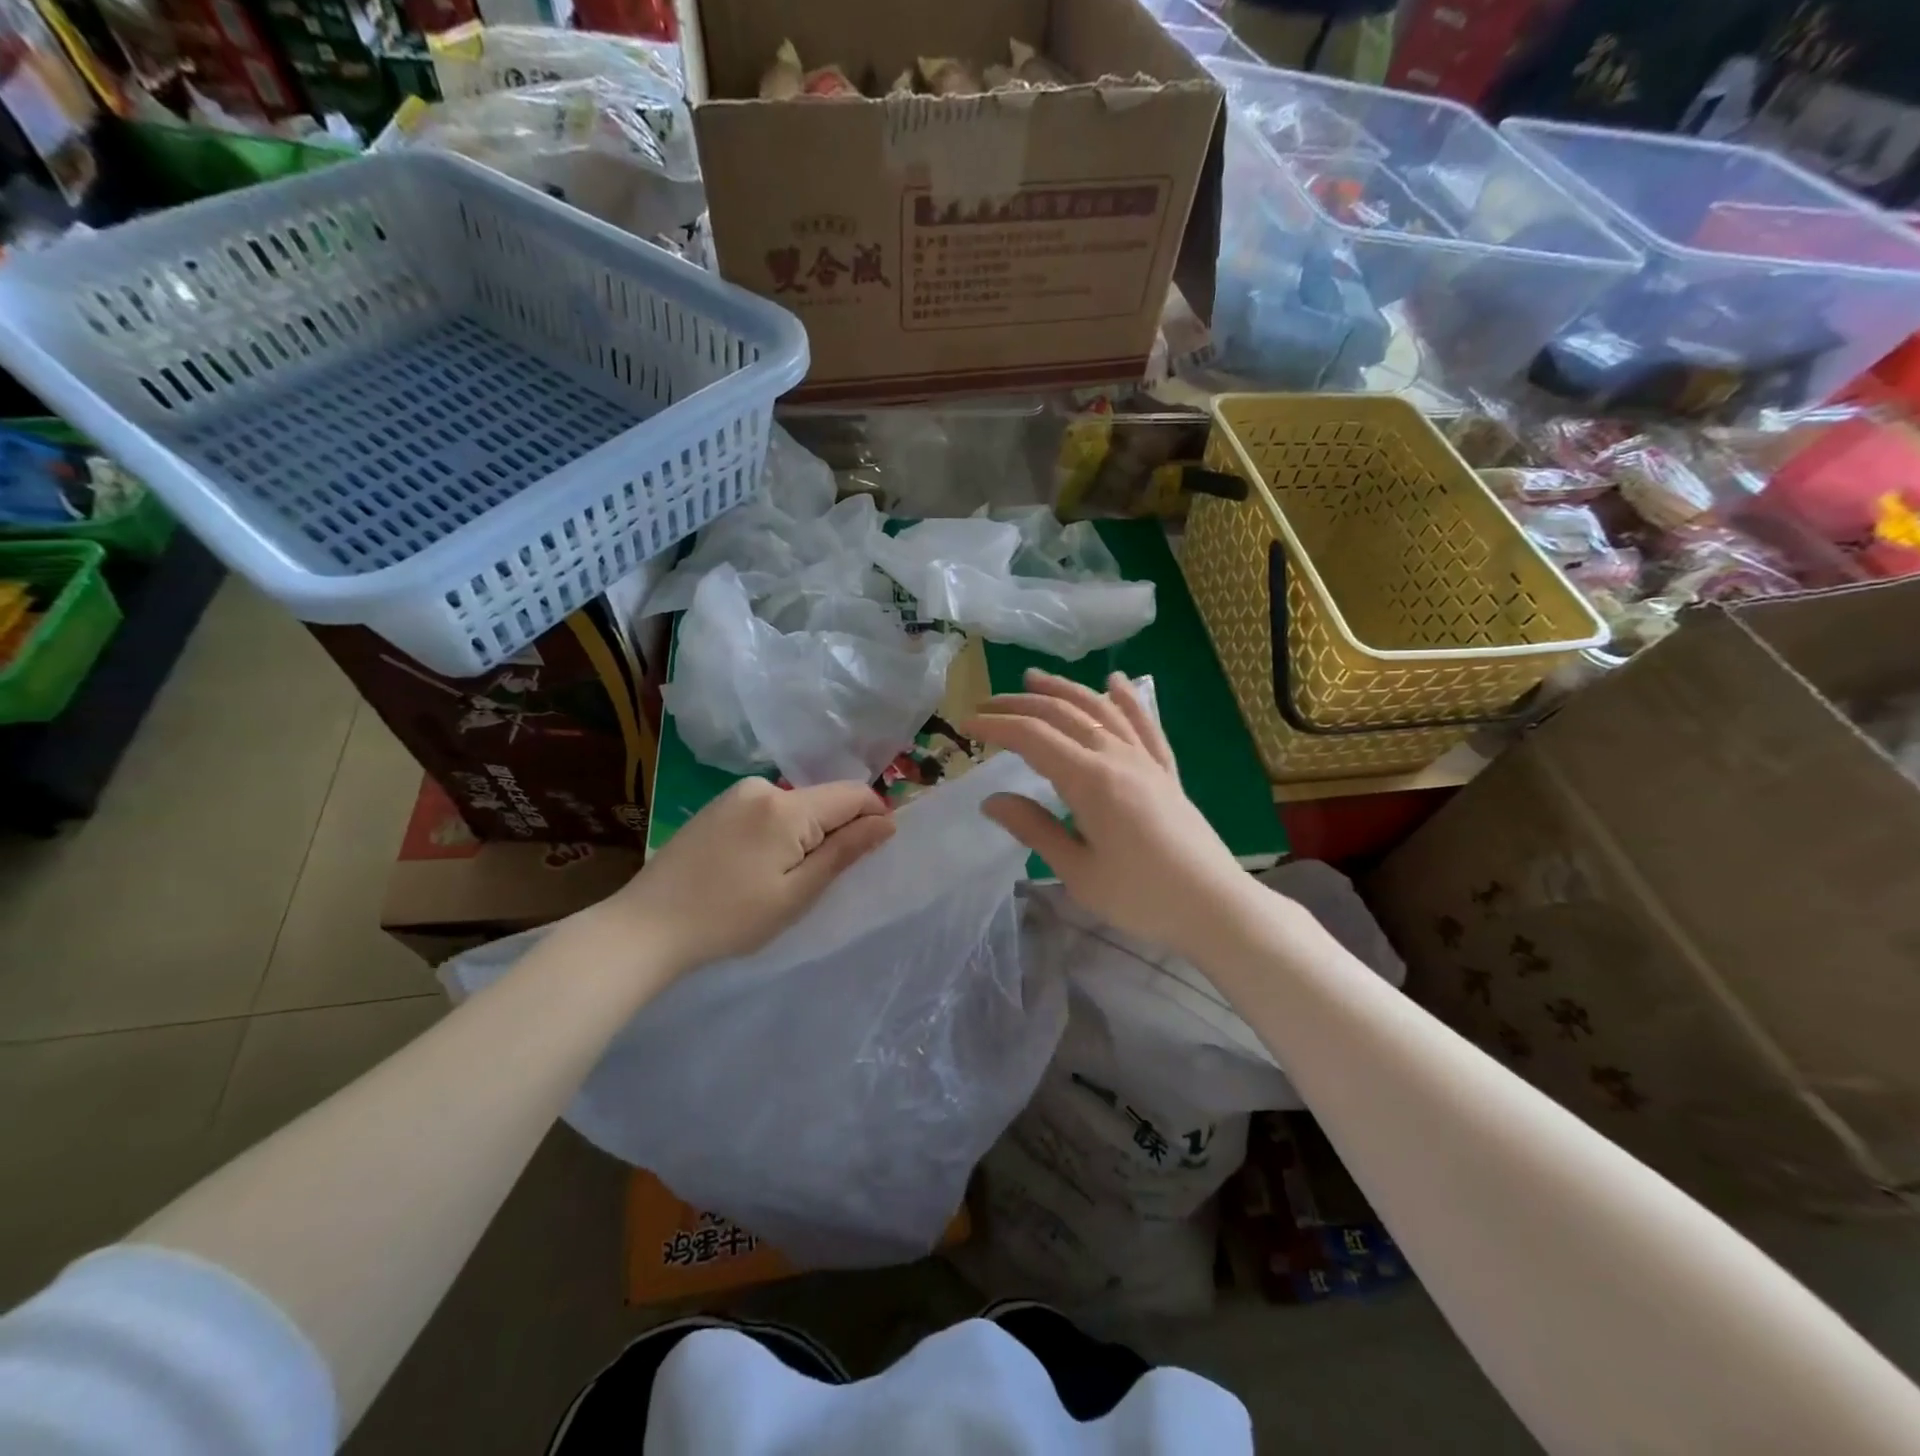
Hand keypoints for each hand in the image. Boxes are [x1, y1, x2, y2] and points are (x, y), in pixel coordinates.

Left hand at [609, 778, 893, 974]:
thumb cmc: (730, 918)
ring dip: (807, 833)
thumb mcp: (797, 893)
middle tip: (820, 880)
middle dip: (837, 830)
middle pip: (824, 798)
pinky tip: (757, 867)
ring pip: (797, 805)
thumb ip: (845, 851)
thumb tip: (887, 821)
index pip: (853, 794)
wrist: (646, 926)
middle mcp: (763, 786)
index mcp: (787, 806)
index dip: (874, 817)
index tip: (872, 853)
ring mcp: (736, 793)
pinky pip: (769, 809)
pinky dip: (780, 832)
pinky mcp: (718, 805)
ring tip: (784, 879)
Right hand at [966, 669, 1250, 957]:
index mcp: (1090, 780)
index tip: (967, 726)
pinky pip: (1144, 724)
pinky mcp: (1165, 771)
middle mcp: (1117, 757)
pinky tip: (1116, 682)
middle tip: (988, 704)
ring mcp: (1145, 760)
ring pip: (1100, 709)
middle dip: (1021, 703)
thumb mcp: (1077, 871)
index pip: (1034, 737)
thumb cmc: (1140, 896)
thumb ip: (1034, 829)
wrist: (1213, 906)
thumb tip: (992, 800)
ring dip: (1064, 689)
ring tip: (1035, 677)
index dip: (998, 726)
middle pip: (1063, 714)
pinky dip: (1127, 699)